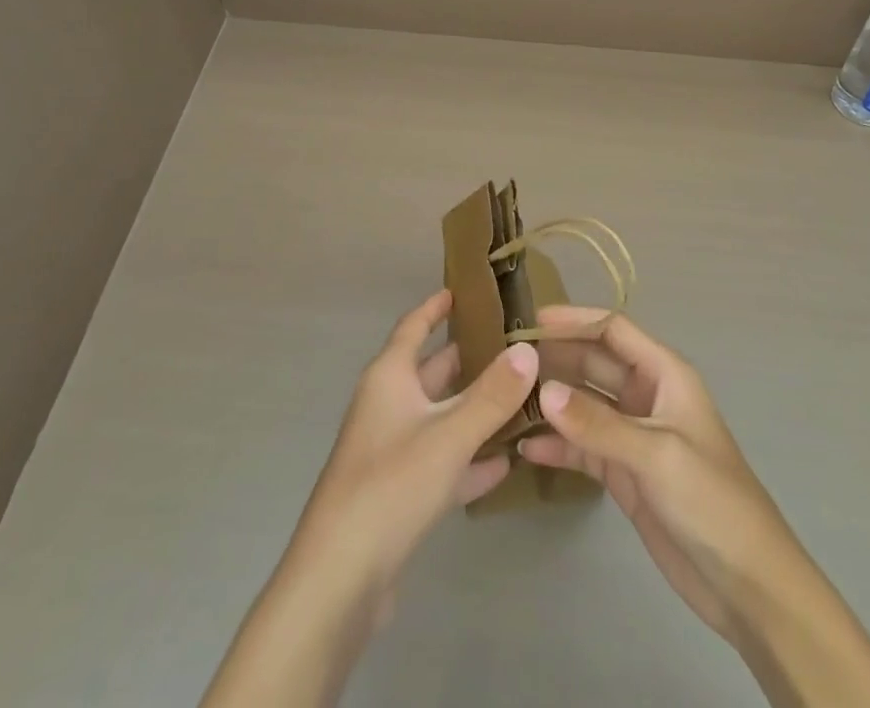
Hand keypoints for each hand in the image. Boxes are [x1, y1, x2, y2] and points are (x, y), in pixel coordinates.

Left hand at [201, 291, 539, 707]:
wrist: (340, 579)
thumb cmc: (390, 485)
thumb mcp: (448, 434)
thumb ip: (492, 394)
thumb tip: (529, 349)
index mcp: (389, 377)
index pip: (413, 327)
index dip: (436, 307)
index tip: (464, 291)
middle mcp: (389, 405)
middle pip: (433, 371)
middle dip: (470, 358)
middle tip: (515, 346)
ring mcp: (393, 450)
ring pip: (442, 417)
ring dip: (476, 410)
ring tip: (522, 398)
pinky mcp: (401, 493)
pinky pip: (443, 462)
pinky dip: (470, 458)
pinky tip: (506, 463)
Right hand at [521, 304, 799, 639]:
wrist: (747, 585)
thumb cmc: (711, 500)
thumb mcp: (655, 454)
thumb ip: (598, 424)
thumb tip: (544, 392)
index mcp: (665, 374)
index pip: (614, 330)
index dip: (576, 321)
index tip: (532, 321)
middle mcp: (646, 396)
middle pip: (593, 364)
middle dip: (556, 360)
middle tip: (508, 362)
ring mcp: (633, 436)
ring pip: (584, 405)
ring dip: (552, 403)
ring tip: (507, 402)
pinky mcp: (623, 474)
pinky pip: (583, 447)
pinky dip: (558, 446)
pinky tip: (526, 450)